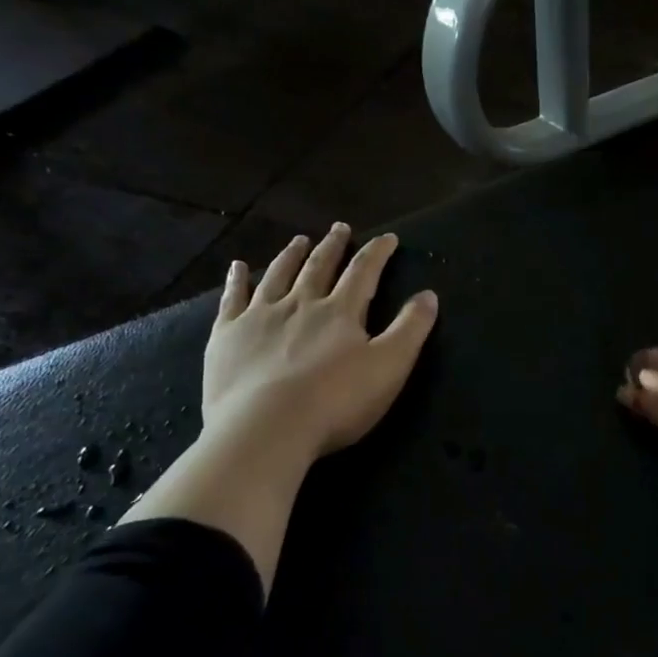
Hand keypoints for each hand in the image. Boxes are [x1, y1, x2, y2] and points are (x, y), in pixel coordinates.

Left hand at [202, 223, 438, 462]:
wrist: (265, 428)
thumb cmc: (335, 402)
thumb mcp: (389, 367)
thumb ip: (410, 329)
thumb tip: (429, 295)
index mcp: (340, 312)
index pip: (363, 272)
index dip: (377, 253)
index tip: (387, 237)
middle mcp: (300, 303)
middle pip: (319, 267)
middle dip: (333, 246)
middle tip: (340, 228)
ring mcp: (260, 316)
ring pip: (278, 275)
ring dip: (291, 256)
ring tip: (299, 240)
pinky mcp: (228, 335)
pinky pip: (233, 299)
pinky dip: (237, 280)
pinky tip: (238, 267)